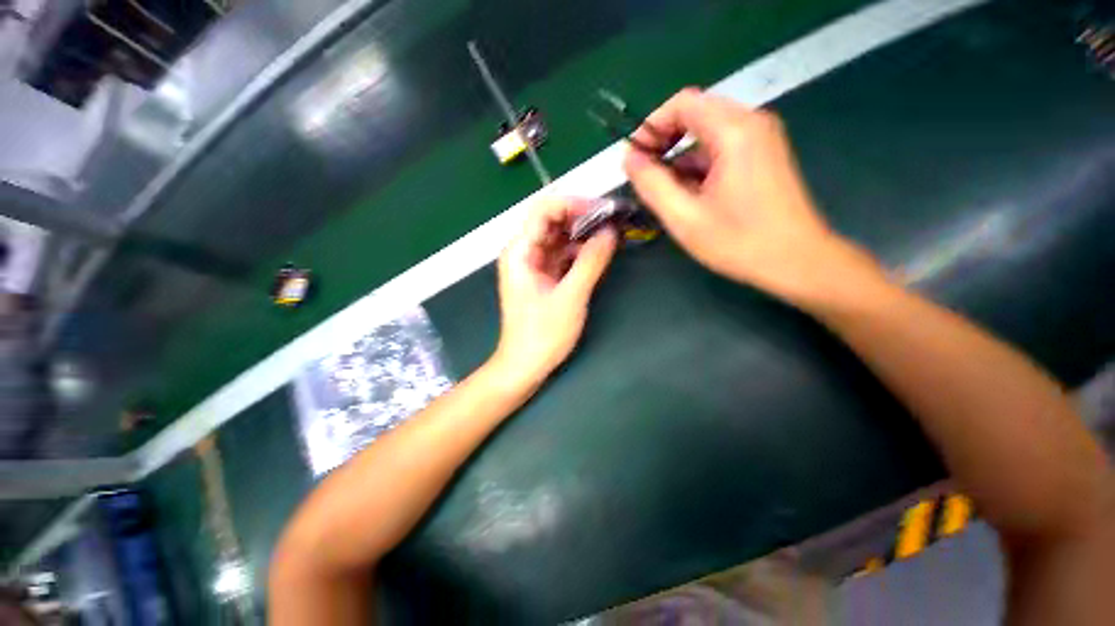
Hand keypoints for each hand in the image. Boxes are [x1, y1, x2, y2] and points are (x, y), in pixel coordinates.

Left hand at [492, 198, 617, 385]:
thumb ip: (591, 261)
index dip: (573, 203)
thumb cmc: (543, 334)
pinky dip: (581, 252)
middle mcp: (525, 252)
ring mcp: (534, 264)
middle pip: (553, 221)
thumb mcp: (571, 296)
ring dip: (584, 234)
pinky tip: (600, 253)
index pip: (544, 209)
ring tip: (612, 234)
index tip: (603, 210)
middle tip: (613, 220)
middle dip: (582, 217)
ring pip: (560, 237)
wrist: (525, 365)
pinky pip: (563, 255)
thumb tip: (611, 231)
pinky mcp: (544, 277)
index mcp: (520, 251)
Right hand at [624, 88, 882, 303]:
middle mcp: (752, 124)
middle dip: (665, 142)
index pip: (682, 103)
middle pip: (695, 114)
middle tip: (646, 176)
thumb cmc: (740, 242)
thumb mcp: (684, 217)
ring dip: (681, 158)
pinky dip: (700, 167)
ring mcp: (762, 139)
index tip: (635, 157)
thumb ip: (652, 184)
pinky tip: (691, 196)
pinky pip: (722, 149)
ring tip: (667, 194)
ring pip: (707, 134)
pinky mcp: (764, 156)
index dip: (652, 126)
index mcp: (735, 131)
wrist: (797, 261)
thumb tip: (630, 159)